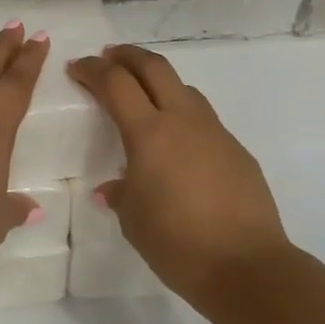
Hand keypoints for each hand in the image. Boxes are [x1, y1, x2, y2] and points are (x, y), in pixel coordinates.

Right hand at [68, 45, 291, 306]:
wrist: (248, 267)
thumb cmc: (177, 243)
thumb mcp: (133, 219)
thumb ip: (120, 193)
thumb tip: (113, 187)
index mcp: (149, 134)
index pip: (116, 83)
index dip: (92, 70)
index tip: (76, 68)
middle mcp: (183, 121)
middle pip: (154, 67)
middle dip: (127, 56)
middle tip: (107, 58)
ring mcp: (215, 133)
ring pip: (183, 88)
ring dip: (157, 81)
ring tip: (142, 95)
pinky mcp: (237, 150)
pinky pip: (203, 119)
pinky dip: (181, 114)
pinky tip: (176, 143)